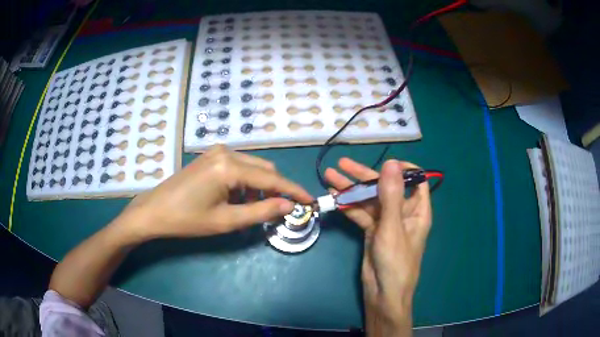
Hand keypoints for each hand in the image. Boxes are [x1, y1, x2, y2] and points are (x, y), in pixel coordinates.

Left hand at [118, 145, 312, 241]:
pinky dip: (245, 183)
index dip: (293, 191)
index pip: (272, 179)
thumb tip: (288, 206)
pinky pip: (239, 167)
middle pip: (265, 169)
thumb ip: (261, 211)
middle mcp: (226, 152)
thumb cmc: (188, 219)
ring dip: (259, 187)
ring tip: (251, 209)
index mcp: (229, 166)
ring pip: (252, 167)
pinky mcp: (211, 157)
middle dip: (275, 190)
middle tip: (277, 212)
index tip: (310, 201)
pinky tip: (237, 199)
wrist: (154, 211)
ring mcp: (217, 152)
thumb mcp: (226, 220)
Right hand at [325, 158, 431, 334]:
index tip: (384, 163)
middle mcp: (402, 213)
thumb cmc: (395, 262)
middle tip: (342, 164)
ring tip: (331, 176)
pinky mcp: (372, 232)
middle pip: (385, 188)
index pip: (416, 180)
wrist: (383, 294)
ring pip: (369, 200)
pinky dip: (348, 206)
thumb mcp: (393, 227)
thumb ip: (391, 195)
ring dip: (351, 189)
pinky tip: (334, 197)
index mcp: (417, 210)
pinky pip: (361, 214)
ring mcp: (386, 222)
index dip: (402, 169)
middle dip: (364, 176)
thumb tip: (392, 162)